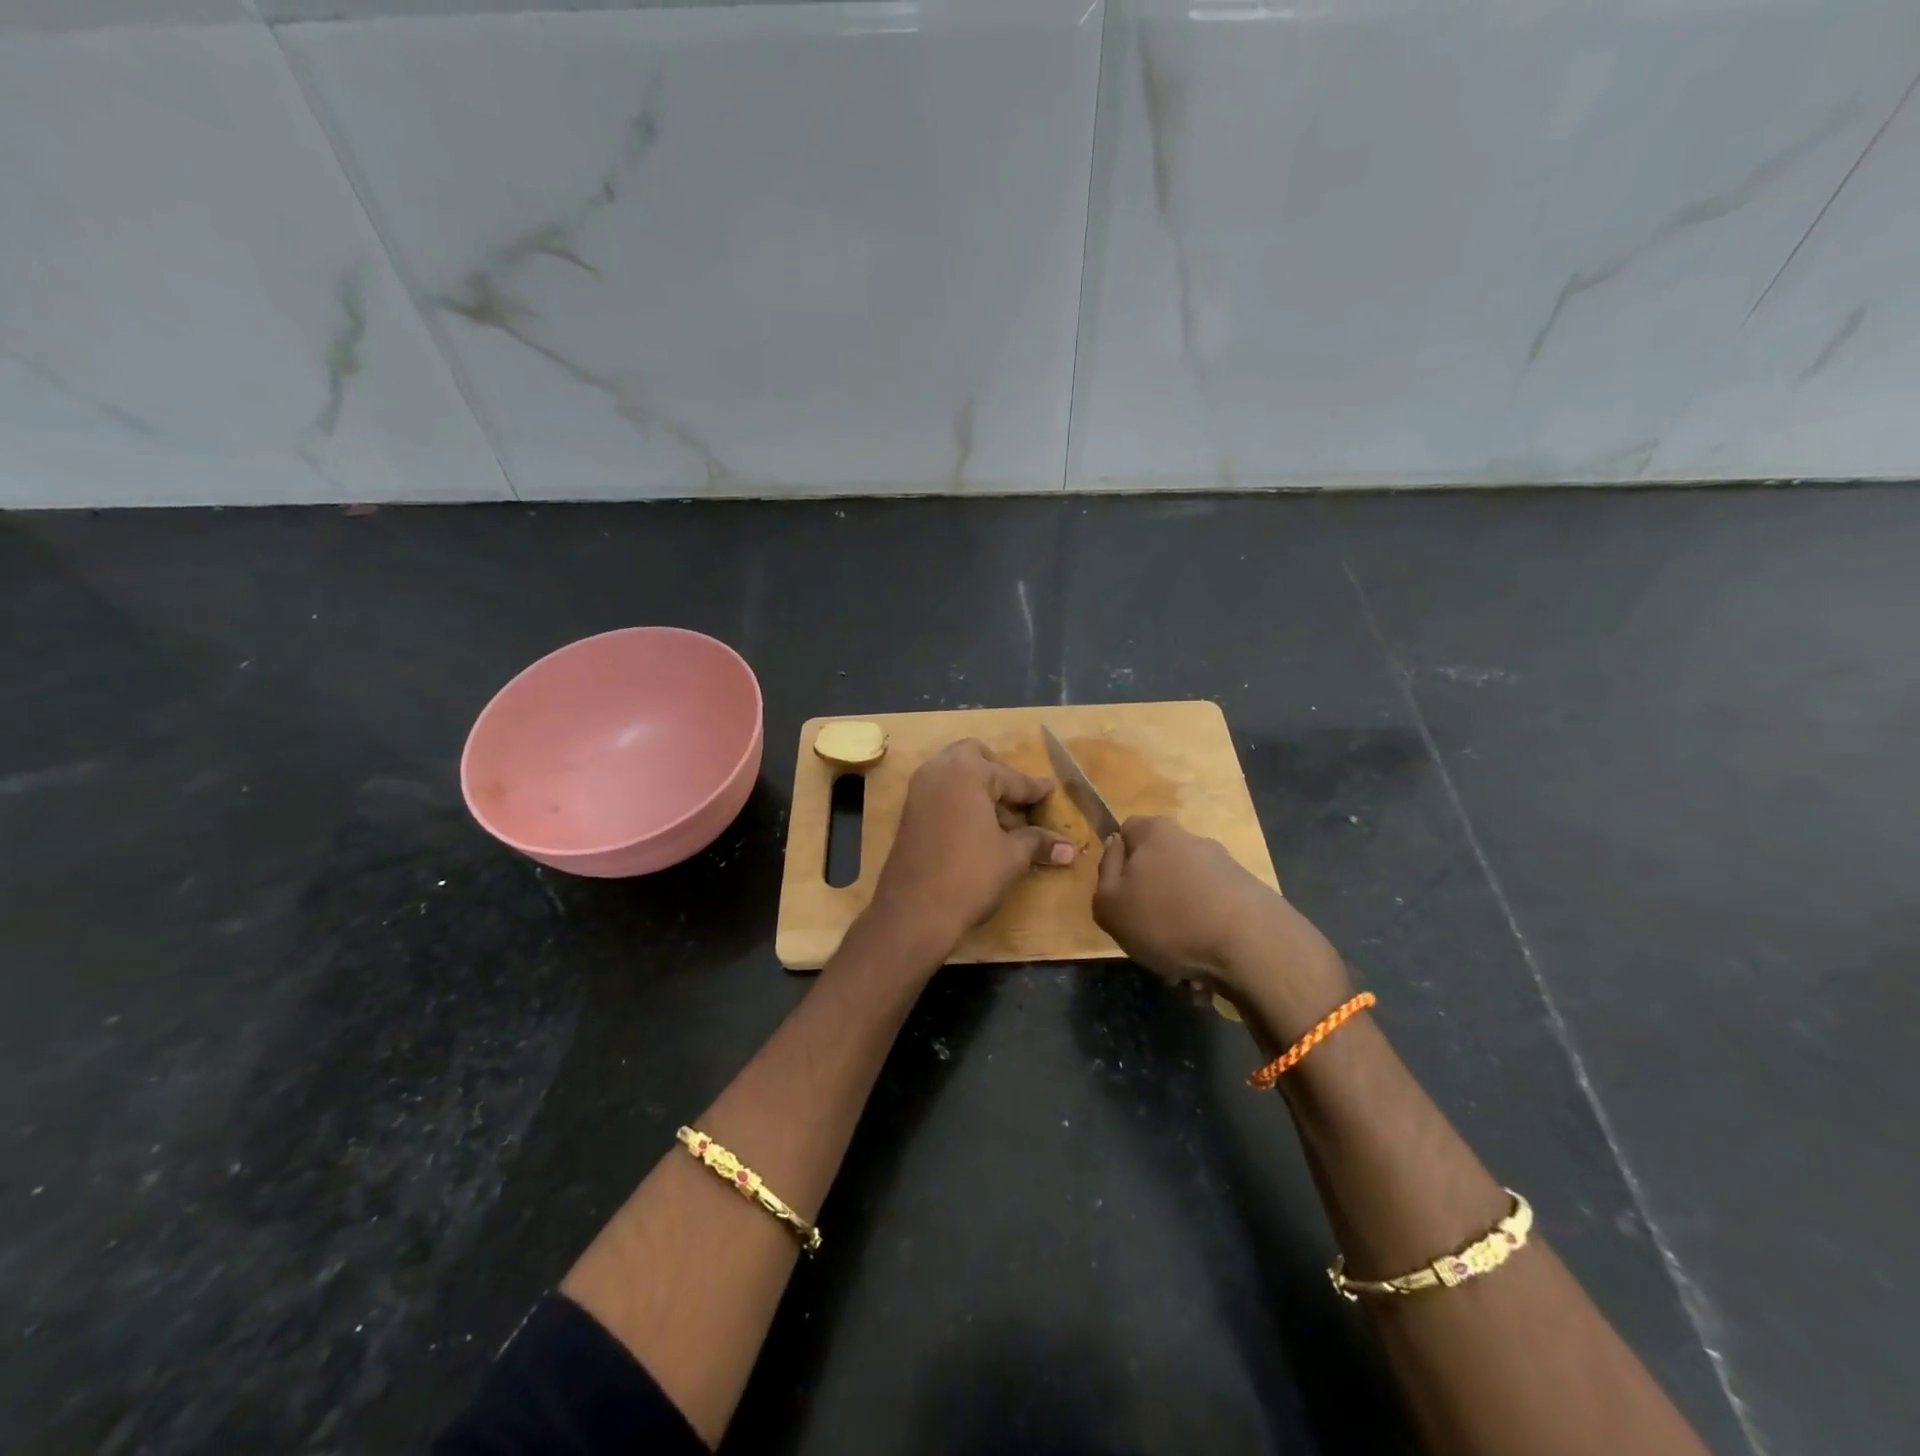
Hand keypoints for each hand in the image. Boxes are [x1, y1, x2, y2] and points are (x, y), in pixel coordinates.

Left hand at [866, 739, 1075, 957]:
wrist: (914, 911)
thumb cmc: (970, 876)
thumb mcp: (1012, 857)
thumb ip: (1038, 843)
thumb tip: (1070, 849)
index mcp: (968, 772)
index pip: (1011, 776)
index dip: (1034, 789)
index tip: (1050, 792)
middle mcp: (939, 770)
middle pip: (974, 757)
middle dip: (998, 773)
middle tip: (1017, 799)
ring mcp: (918, 790)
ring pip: (953, 773)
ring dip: (977, 787)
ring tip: (1000, 818)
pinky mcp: (908, 812)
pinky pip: (940, 792)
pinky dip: (959, 800)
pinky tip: (976, 828)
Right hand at [1093, 816, 1349, 1038]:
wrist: (1253, 947)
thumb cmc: (1167, 920)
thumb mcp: (1109, 902)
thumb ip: (1104, 872)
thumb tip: (1115, 848)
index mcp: (1155, 832)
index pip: (1127, 831)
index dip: (1118, 862)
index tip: (1119, 895)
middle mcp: (1192, 840)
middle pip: (1159, 866)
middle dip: (1151, 900)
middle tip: (1144, 936)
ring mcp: (1226, 868)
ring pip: (1186, 897)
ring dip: (1179, 927)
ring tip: (1178, 967)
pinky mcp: (1251, 896)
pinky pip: (1214, 917)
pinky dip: (1205, 939)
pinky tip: (1205, 971)